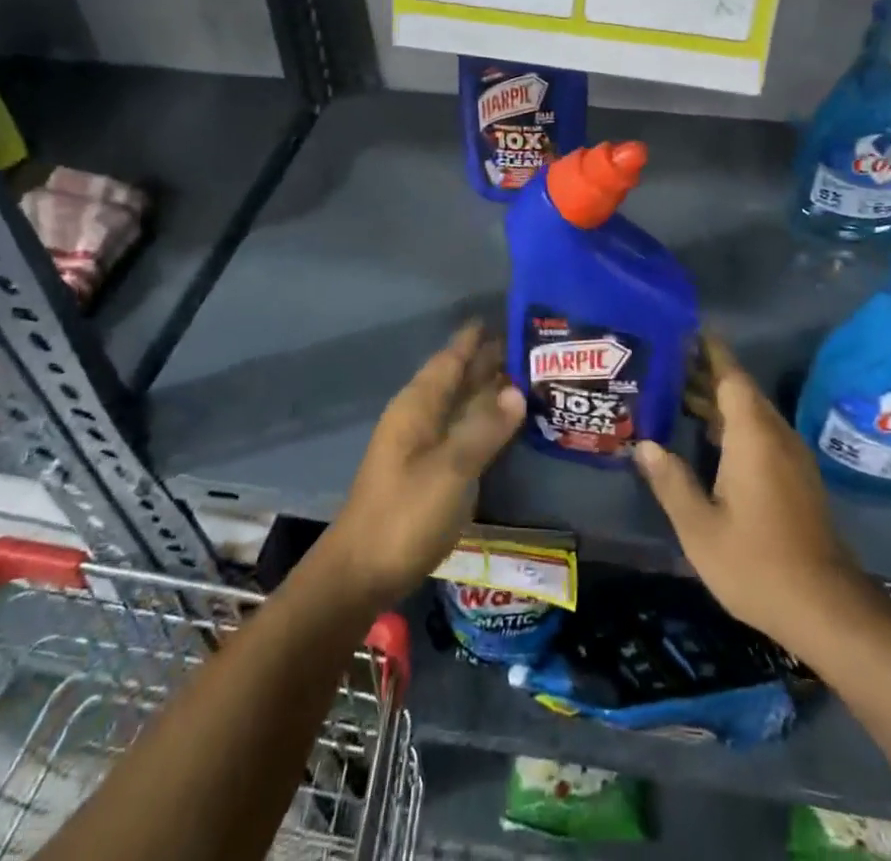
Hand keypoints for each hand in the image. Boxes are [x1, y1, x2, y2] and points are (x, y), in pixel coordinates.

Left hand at [324, 322, 525, 608]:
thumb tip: (518, 390)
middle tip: (528, 347)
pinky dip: (483, 421)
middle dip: (487, 361)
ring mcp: (422, 447)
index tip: (503, 317)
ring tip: (526, 378)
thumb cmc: (405, 514)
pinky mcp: (428, 473)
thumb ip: (485, 428)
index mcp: (418, 406)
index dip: (473, 339)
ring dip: (487, 391)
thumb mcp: (451, 469)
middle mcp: (419, 418)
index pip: (450, 359)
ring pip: (459, 406)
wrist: (362, 573)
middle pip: (456, 379)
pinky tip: (505, 425)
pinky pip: (461, 431)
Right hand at [634, 334, 864, 650]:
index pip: (730, 376)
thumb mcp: (700, 527)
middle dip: (705, 373)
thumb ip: (671, 481)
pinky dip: (731, 423)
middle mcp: (775, 435)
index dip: (708, 350)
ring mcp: (789, 457)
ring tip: (676, 393)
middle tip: (664, 362)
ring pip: (750, 412)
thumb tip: (646, 445)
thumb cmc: (756, 563)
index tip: (684, 329)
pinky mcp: (795, 477)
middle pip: (739, 390)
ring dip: (717, 400)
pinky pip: (759, 433)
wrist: (825, 609)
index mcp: (753, 435)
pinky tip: (707, 437)